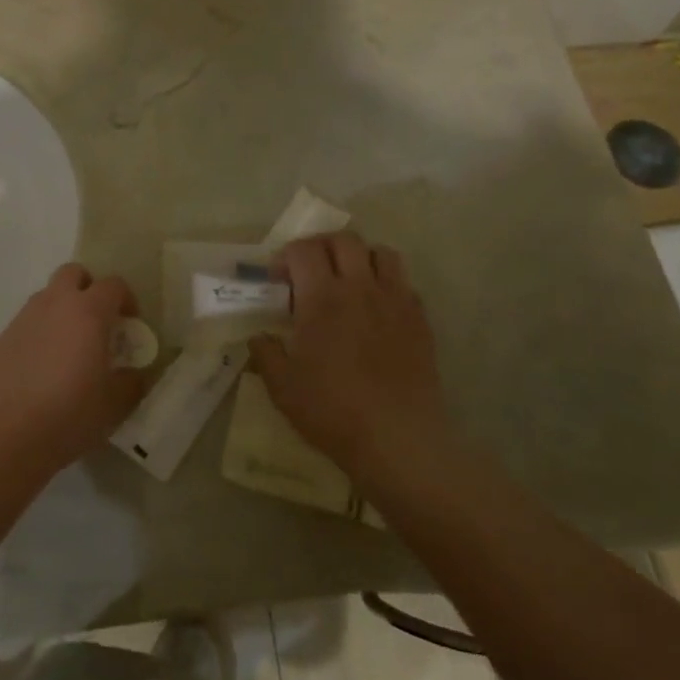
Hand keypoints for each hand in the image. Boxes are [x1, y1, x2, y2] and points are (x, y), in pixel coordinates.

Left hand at [0, 263, 143, 471]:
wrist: (10, 436)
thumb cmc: (72, 413)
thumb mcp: (116, 402)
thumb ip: (133, 380)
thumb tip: (136, 373)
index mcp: (88, 312)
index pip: (114, 285)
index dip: (127, 300)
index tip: (130, 326)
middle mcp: (54, 304)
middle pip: (73, 273)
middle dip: (88, 288)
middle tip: (97, 321)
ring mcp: (23, 319)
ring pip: (46, 296)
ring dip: (61, 309)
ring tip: (68, 346)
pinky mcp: (1, 340)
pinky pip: (26, 324)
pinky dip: (39, 334)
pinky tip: (41, 368)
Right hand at [248, 234, 449, 478]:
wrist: (398, 439)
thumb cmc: (332, 410)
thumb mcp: (282, 386)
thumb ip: (265, 353)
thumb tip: (259, 336)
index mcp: (322, 297)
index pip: (303, 250)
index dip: (286, 256)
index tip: (277, 279)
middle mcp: (360, 287)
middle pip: (344, 240)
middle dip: (322, 246)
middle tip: (309, 271)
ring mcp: (395, 301)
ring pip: (381, 253)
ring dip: (360, 257)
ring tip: (348, 281)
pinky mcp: (420, 320)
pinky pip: (404, 283)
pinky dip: (387, 284)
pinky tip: (377, 310)